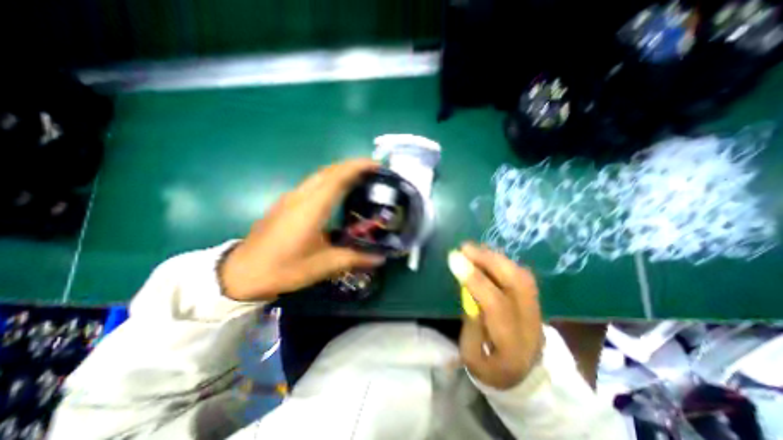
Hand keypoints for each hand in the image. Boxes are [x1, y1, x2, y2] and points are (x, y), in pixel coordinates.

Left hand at [220, 159, 384, 301]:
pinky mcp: (285, 204)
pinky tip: (336, 193)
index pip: (337, 176)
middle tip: (372, 172)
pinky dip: (329, 181)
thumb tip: (380, 259)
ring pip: (319, 176)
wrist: (241, 274)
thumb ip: (354, 259)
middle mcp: (300, 196)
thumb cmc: (283, 268)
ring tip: (359, 179)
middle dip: (352, 166)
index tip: (377, 165)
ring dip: (340, 172)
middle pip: (329, 171)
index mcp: (311, 207)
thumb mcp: (323, 266)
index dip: (358, 166)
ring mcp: (290, 198)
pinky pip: (312, 184)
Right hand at [456, 242, 542, 390]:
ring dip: (495, 258)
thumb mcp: (472, 358)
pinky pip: (521, 274)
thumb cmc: (492, 368)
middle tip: (464, 248)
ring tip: (472, 249)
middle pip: (517, 283)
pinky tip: (486, 257)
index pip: (496, 305)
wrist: (526, 377)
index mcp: (512, 345)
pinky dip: (502, 262)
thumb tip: (468, 290)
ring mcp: (537, 310)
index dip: (475, 279)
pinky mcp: (534, 301)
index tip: (454, 259)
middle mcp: (530, 323)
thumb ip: (470, 325)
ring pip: (521, 275)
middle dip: (488, 260)